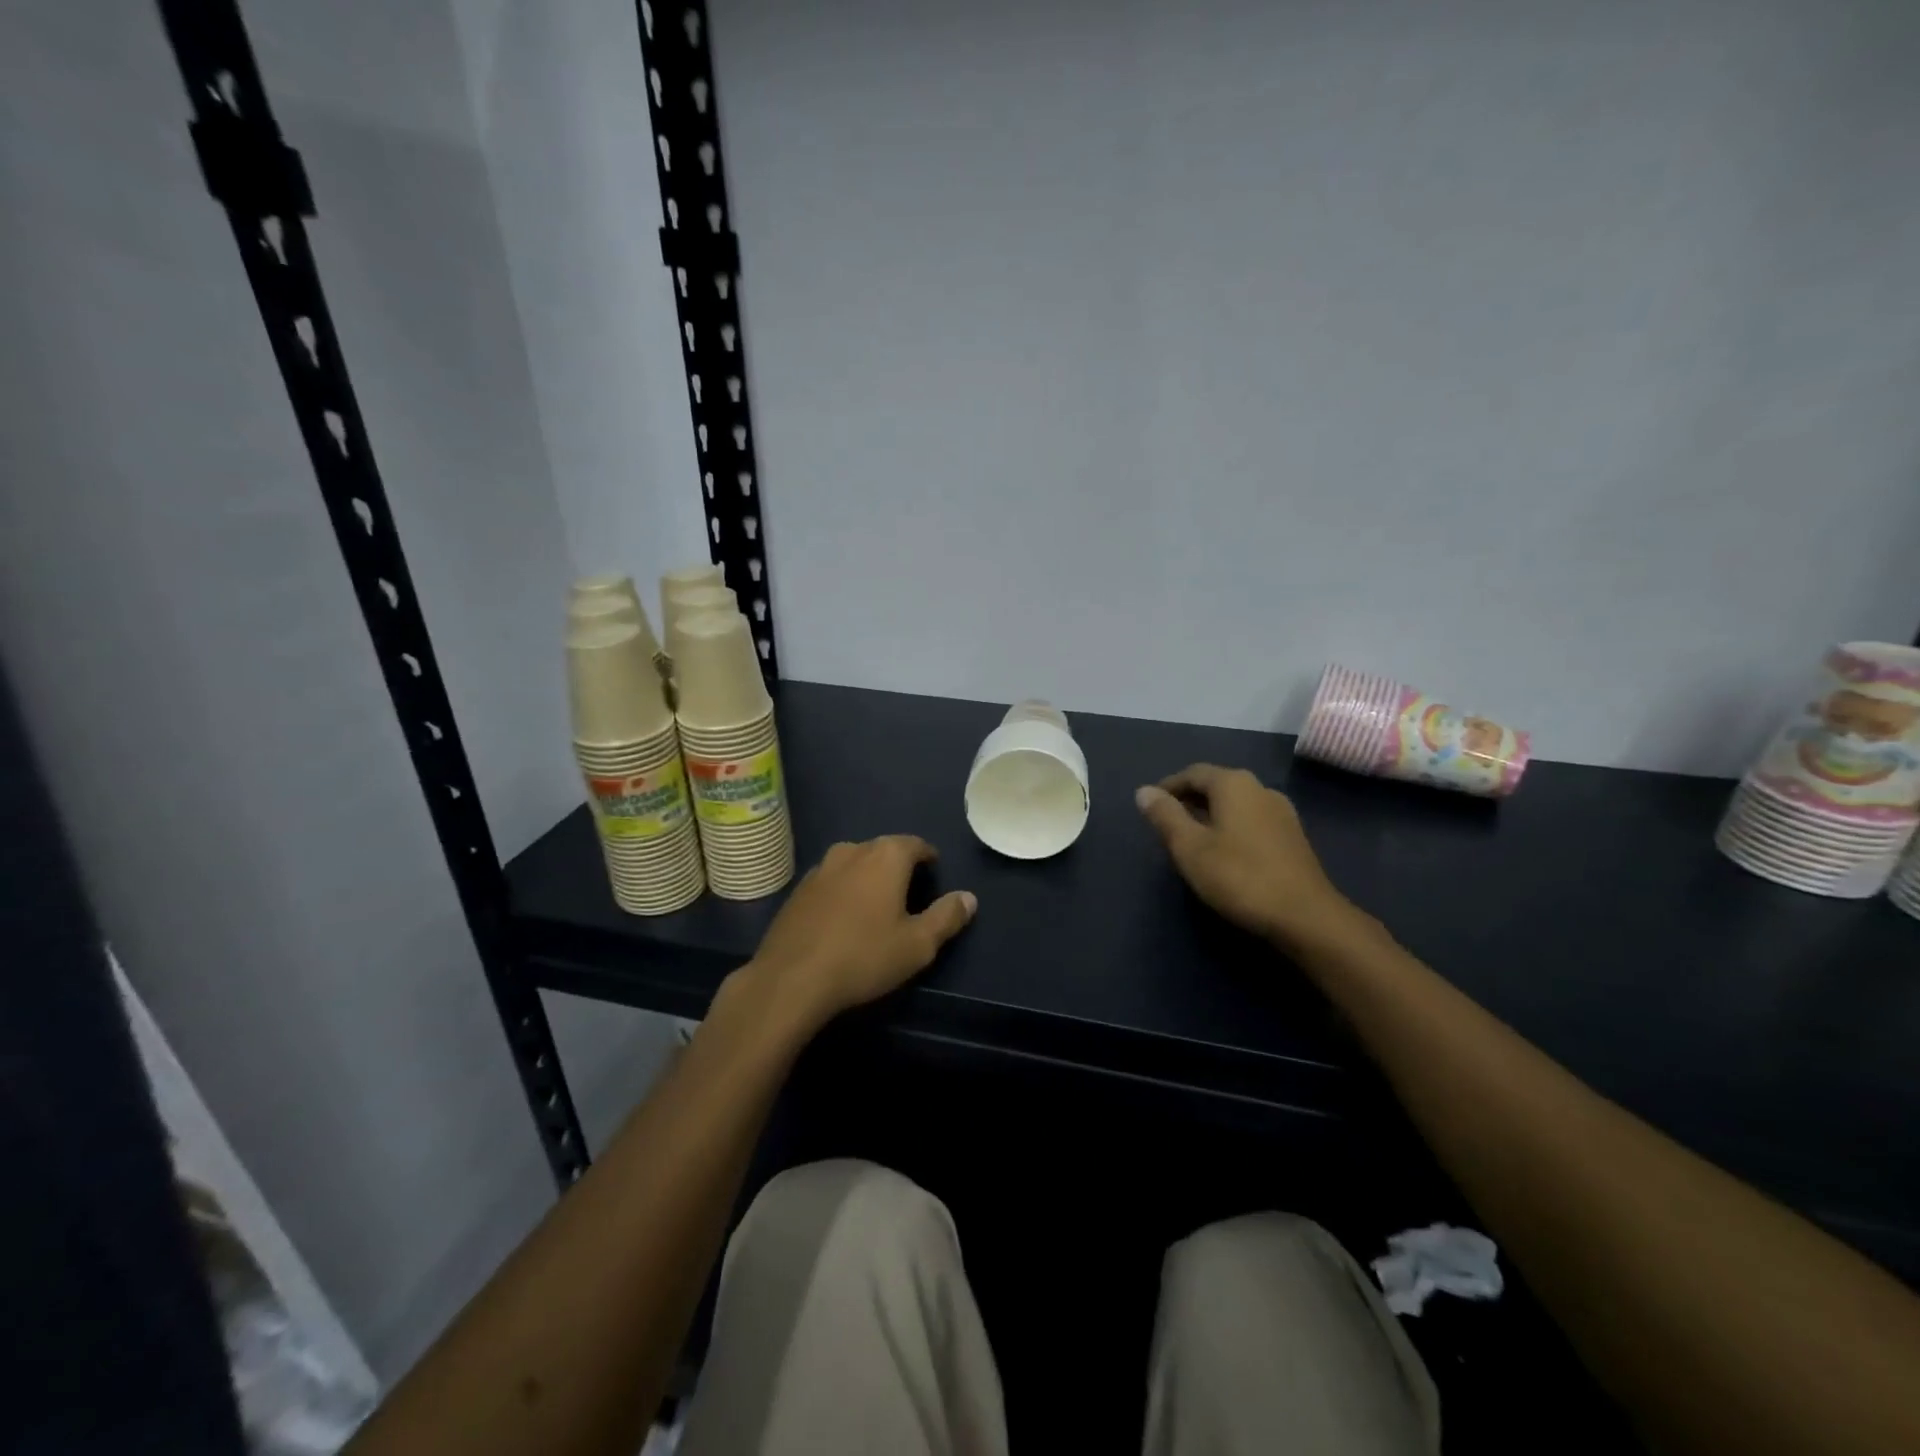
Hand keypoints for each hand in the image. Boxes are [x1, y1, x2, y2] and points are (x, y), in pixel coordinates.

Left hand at [740, 836, 976, 1033]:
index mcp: (886, 856)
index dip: (929, 858)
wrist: (791, 979)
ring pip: (855, 863)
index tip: (934, 876)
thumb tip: (969, 897)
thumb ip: (947, 917)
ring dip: (868, 877)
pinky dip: (843, 891)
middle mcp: (852, 850)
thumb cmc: (864, 957)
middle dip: (898, 867)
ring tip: (876, 907)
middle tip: (909, 895)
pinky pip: (831, 881)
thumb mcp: (918, 944)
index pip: (916, 844)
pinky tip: (843, 919)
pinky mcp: (798, 889)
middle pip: (884, 850)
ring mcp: (820, 868)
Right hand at [1136, 765, 1363, 952]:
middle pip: (1216, 785)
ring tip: (1191, 839)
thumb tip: (1144, 791)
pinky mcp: (1293, 837)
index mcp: (1234, 784)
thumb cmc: (1239, 877)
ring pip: (1235, 804)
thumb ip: (1165, 816)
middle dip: (1189, 800)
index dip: (1168, 787)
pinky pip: (1252, 820)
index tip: (1150, 806)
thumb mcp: (1190, 847)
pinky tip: (1224, 853)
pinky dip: (1231, 827)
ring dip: (1210, 815)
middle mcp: (1260, 789)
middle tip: (1166, 823)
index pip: (1193, 773)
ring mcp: (1282, 813)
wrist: (1305, 916)